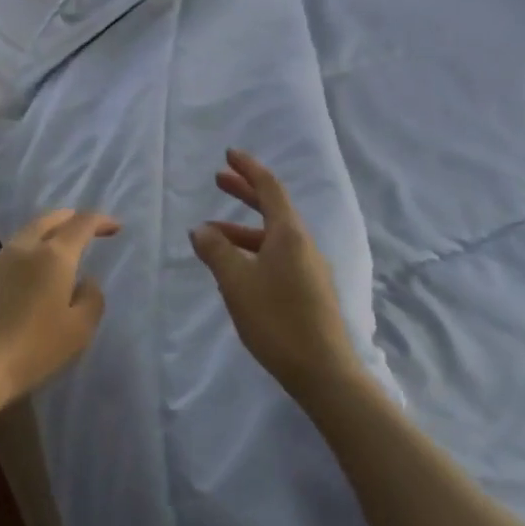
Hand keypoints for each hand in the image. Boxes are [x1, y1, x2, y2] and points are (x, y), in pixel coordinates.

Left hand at [0, 209, 119, 411]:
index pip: (81, 224)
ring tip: (47, 256)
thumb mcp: (79, 331)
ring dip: (37, 242)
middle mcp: (19, 250)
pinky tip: (13, 290)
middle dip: (66, 218)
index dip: (100, 221)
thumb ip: (91, 299)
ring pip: (18, 242)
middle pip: (45, 221)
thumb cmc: (32, 350)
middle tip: (79, 224)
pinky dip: (13, 270)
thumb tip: (85, 281)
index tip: (113, 227)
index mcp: (52, 257)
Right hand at [191, 149, 362, 401]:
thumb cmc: (276, 320)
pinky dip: (254, 251)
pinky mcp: (310, 290)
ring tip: (212, 236)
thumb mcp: (236, 283)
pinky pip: (278, 257)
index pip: (270, 189)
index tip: (229, 155)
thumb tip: (202, 230)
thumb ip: (216, 251)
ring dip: (243, 230)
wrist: (323, 370)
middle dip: (245, 193)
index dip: (249, 170)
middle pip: (273, 209)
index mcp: (290, 235)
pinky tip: (236, 269)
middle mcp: (304, 245)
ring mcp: (310, 269)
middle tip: (218, 180)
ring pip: (273, 237)